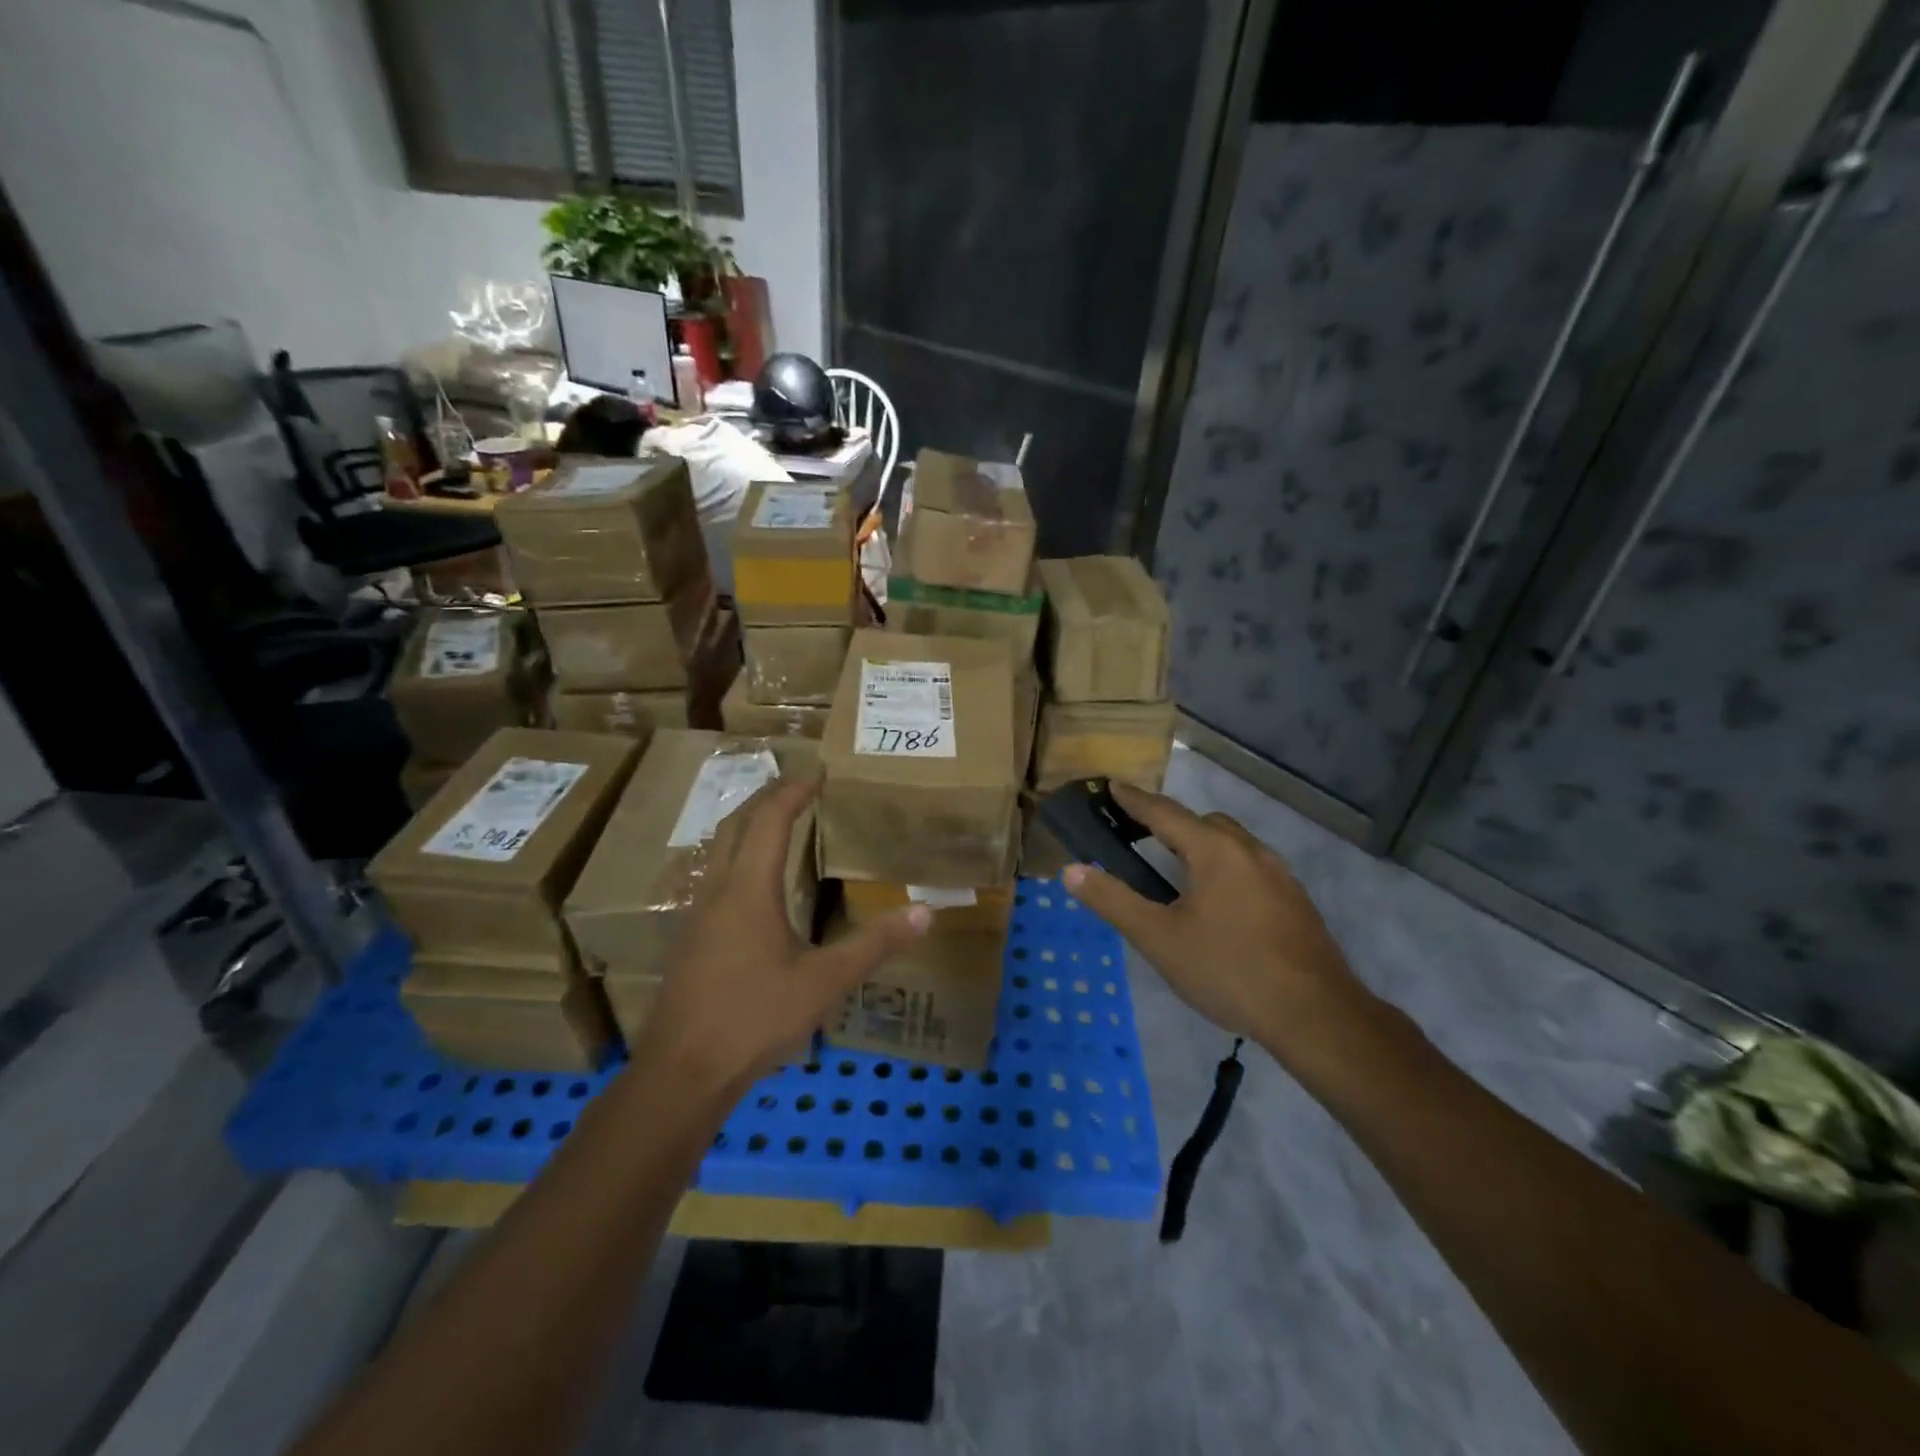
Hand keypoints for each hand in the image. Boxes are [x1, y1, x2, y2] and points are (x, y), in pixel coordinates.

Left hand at [630, 777, 929, 1098]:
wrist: (681, 1073)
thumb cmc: (753, 1019)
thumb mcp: (823, 983)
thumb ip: (874, 945)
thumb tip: (926, 911)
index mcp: (748, 889)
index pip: (769, 819)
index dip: (794, 791)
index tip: (820, 773)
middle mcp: (717, 889)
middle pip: (736, 823)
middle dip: (767, 797)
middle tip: (801, 788)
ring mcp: (696, 913)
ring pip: (718, 848)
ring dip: (748, 824)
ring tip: (779, 821)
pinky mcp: (689, 937)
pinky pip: (713, 874)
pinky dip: (736, 854)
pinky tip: (754, 882)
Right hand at [1062, 782, 1368, 1055]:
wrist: (1316, 1015)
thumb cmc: (1228, 970)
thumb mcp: (1159, 938)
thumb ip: (1113, 901)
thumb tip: (1071, 871)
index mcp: (1214, 851)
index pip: (1165, 813)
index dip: (1134, 800)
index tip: (1112, 786)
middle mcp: (1250, 851)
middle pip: (1204, 824)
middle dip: (1171, 823)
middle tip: (1141, 837)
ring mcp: (1280, 876)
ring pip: (1233, 845)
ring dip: (1202, 846)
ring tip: (1178, 874)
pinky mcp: (1296, 902)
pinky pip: (1251, 869)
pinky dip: (1226, 870)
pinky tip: (1219, 907)